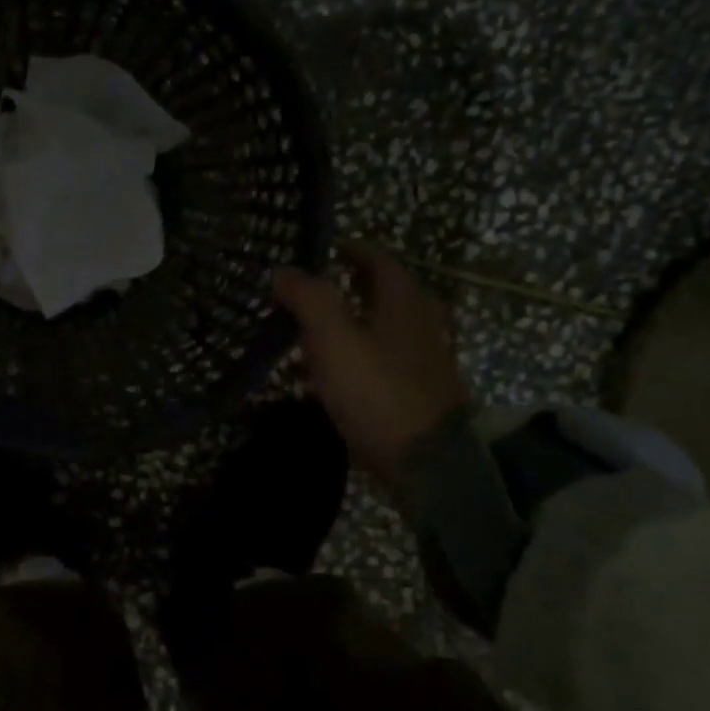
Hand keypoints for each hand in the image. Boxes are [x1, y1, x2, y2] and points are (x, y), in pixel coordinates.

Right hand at [273, 244, 468, 481]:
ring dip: (361, 320)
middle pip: (390, 292)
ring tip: (324, 328)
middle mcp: (422, 323)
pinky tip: (344, 371)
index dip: (353, 250)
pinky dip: (367, 354)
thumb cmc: (376, 390)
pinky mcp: (421, 394)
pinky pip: (390, 359)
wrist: (427, 462)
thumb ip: (308, 299)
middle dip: (357, 284)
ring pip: (390, 327)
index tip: (327, 248)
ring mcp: (426, 361)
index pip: (380, 260)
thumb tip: (282, 270)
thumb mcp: (333, 338)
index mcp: (404, 301)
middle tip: (322, 286)